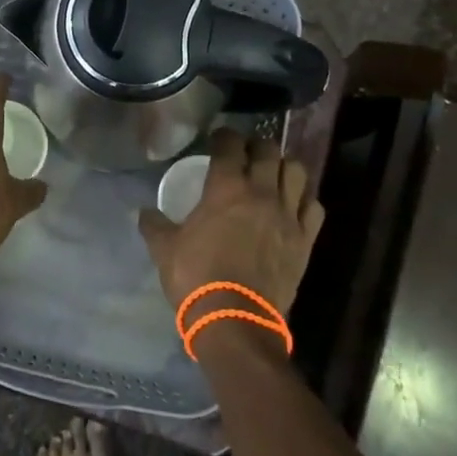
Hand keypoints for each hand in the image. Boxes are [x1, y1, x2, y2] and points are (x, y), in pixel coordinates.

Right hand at [138, 130, 323, 325]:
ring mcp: (288, 214)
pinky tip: (294, 205)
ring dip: (284, 166)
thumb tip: (143, 212)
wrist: (235, 319)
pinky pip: (313, 206)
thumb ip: (154, 225)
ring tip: (273, 174)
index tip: (218, 138)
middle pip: (268, 150)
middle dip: (256, 145)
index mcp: (226, 188)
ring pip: (297, 172)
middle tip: (246, 153)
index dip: (224, 136)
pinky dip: (304, 199)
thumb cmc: (196, 277)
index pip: (230, 145)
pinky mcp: (305, 239)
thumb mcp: (165, 250)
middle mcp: (262, 192)